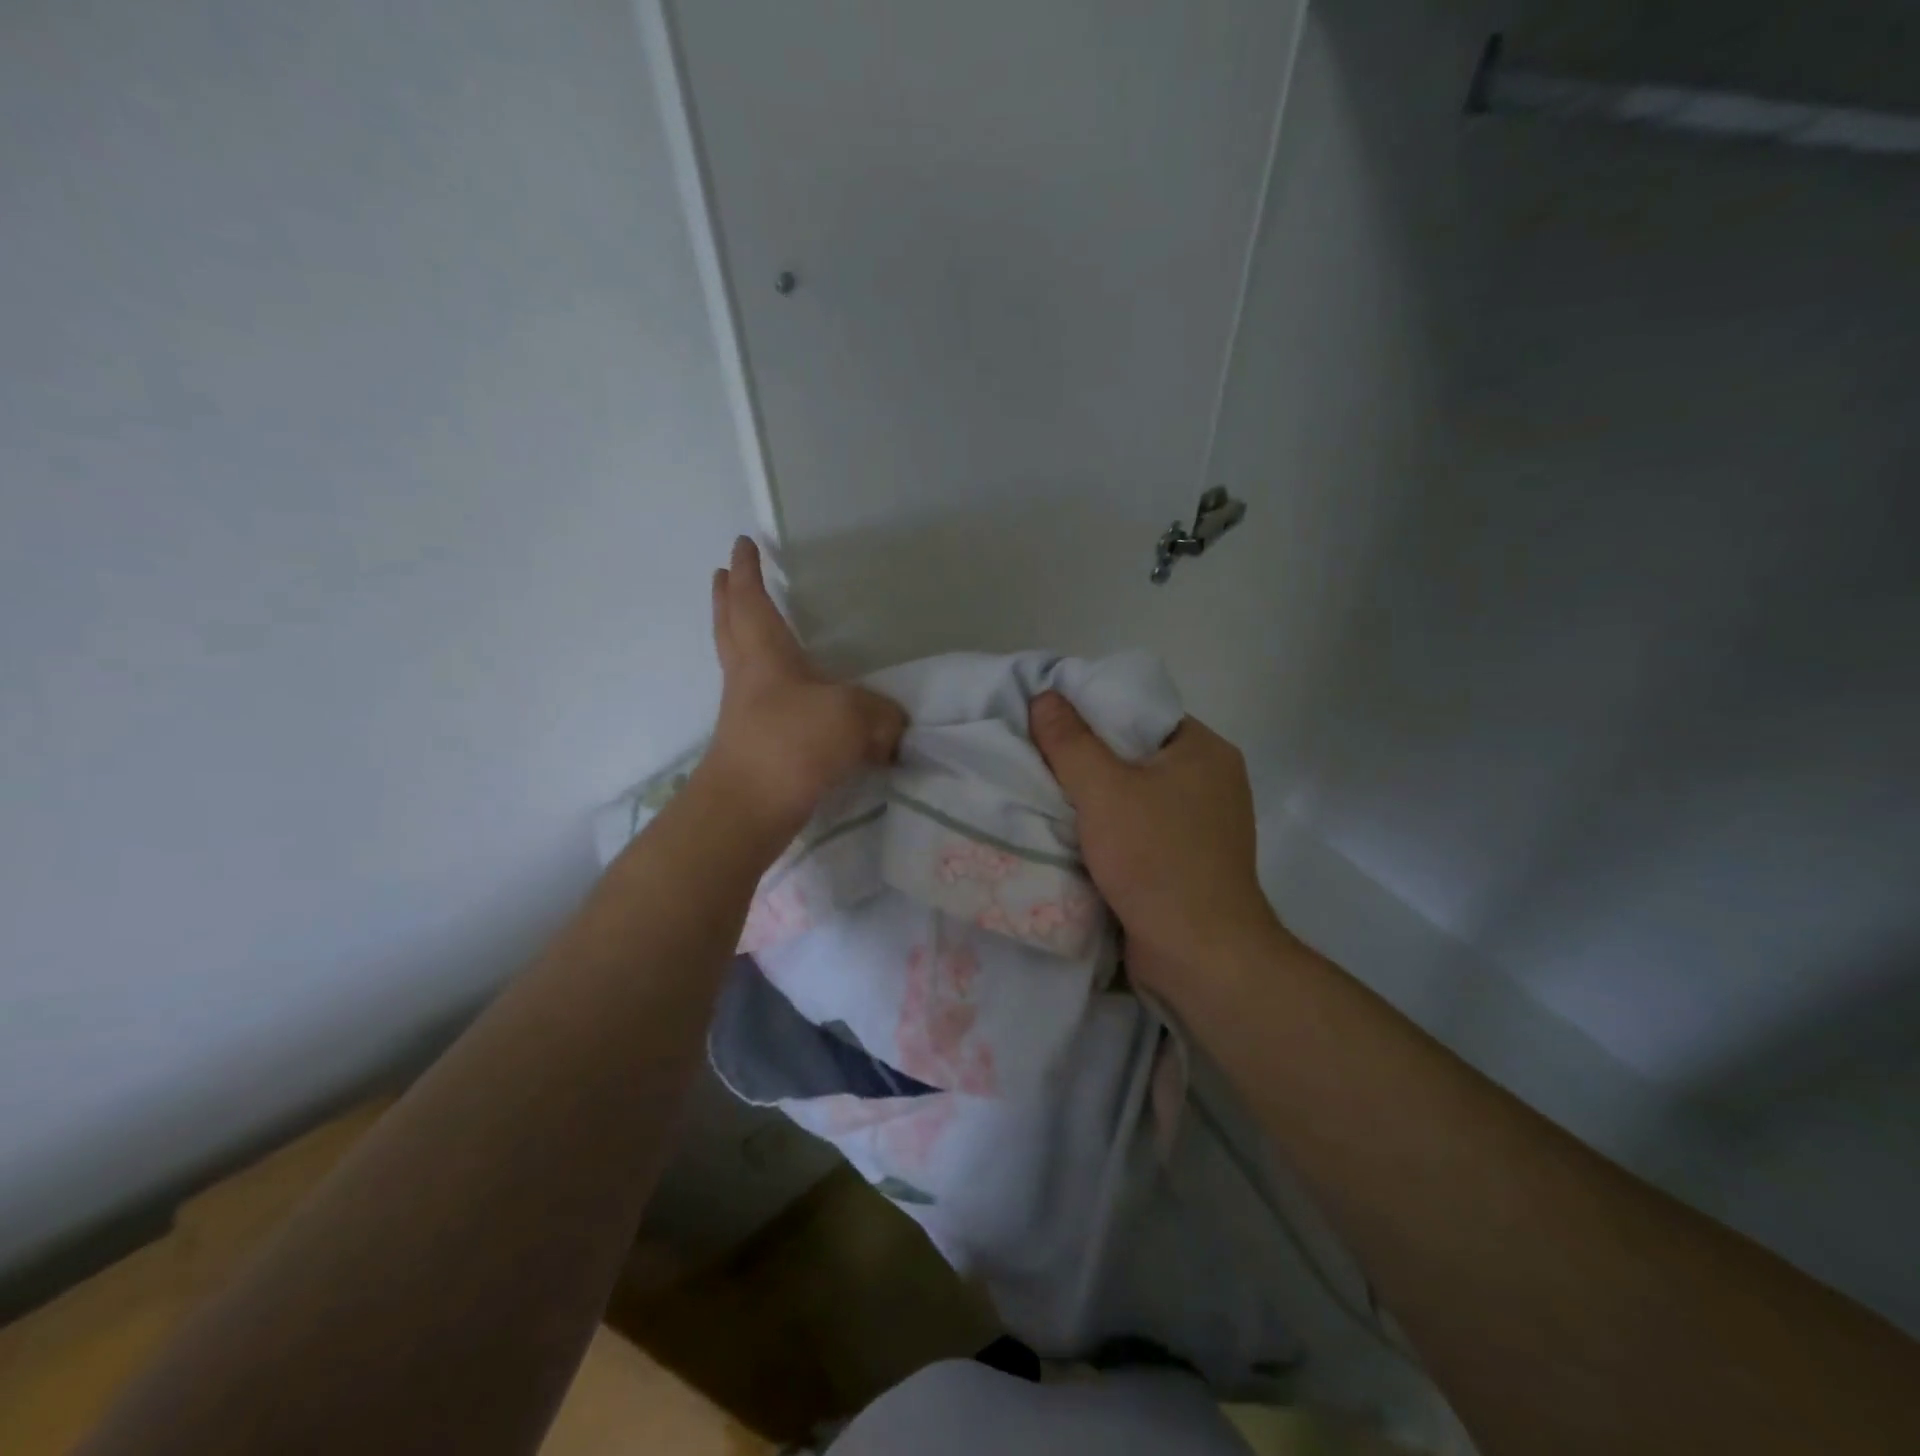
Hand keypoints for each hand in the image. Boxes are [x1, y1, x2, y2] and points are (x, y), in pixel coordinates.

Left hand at [702, 537, 906, 838]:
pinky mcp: (754, 747)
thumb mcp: (853, 718)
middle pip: (731, 628)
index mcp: (765, 655)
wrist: (747, 810)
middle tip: (723, 575)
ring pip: (741, 664)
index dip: (748, 571)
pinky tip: (794, 698)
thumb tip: (894, 730)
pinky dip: (771, 686)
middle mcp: (749, 678)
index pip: (752, 601)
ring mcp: (746, 714)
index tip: (742, 544)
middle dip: (729, 599)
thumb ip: (883, 716)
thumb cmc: (791, 745)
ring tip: (755, 630)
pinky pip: (762, 702)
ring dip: (742, 639)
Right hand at [1029, 693, 1282, 994]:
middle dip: (1086, 759)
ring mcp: (1202, 825)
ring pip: (1134, 796)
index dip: (1091, 712)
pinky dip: (1108, 830)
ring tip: (1043, 791)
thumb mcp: (1103, 791)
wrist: (1199, 954)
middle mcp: (1211, 781)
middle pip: (1134, 754)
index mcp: (1204, 750)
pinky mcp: (1188, 861)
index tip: (1047, 721)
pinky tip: (1071, 833)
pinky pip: (1139, 830)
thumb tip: (1044, 696)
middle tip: (1037, 757)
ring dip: (1093, 799)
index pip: (1139, 712)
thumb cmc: (1156, 859)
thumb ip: (1069, 741)